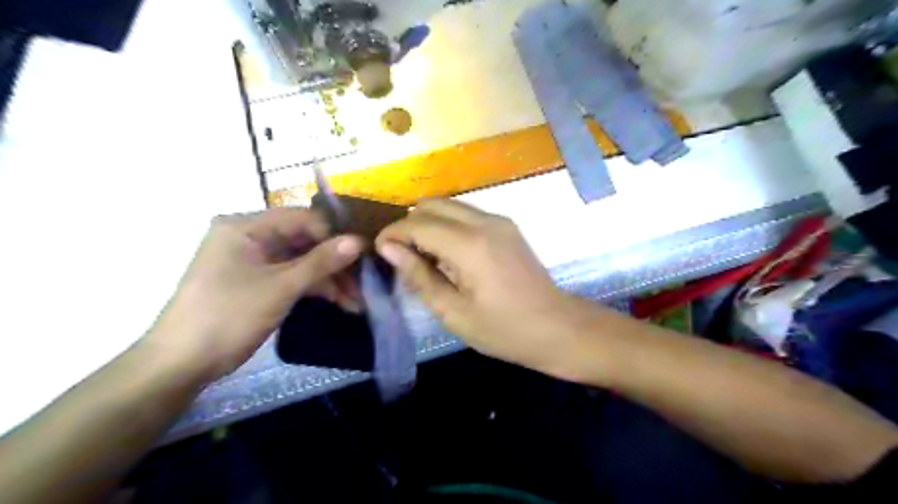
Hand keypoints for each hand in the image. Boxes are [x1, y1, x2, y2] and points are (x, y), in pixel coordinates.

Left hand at [145, 207, 358, 378]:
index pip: (302, 219)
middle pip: (304, 241)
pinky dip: (315, 289)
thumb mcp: (281, 286)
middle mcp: (250, 237)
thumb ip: (322, 261)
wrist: (181, 364)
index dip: (334, 236)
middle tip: (363, 284)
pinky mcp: (257, 282)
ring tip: (357, 302)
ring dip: (329, 280)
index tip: (362, 257)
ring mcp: (254, 261)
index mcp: (246, 226)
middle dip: (335, 264)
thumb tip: (359, 241)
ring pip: (302, 262)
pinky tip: (340, 303)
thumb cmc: (229, 315)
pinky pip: (293, 277)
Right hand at [377, 199, 593, 375]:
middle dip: (409, 224)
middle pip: (432, 204)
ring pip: (450, 205)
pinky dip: (448, 226)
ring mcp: (499, 220)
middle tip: (401, 256)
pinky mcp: (507, 226)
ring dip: (428, 223)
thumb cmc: (504, 330)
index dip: (393, 234)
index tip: (380, 252)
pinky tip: (448, 254)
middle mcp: (484, 221)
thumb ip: (419, 276)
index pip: (417, 223)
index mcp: (469, 245)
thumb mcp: (453, 312)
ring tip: (422, 257)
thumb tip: (389, 249)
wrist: (557, 327)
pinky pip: (466, 214)